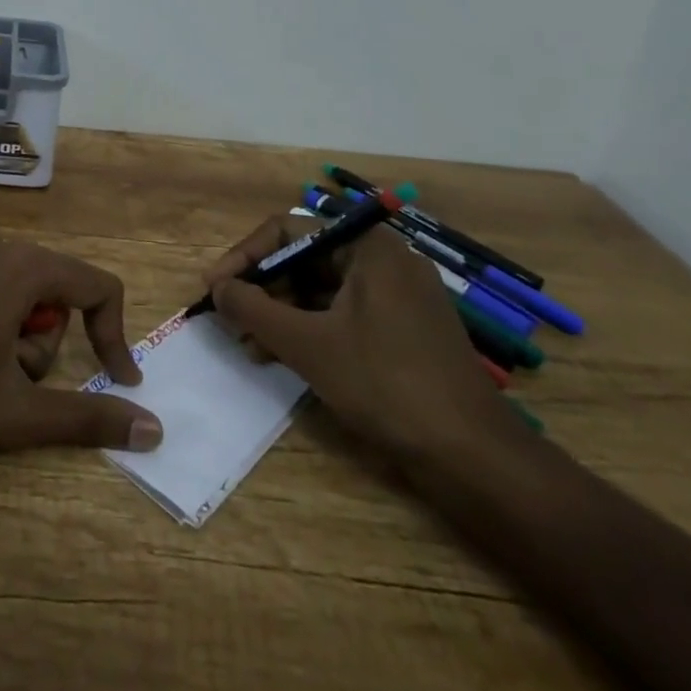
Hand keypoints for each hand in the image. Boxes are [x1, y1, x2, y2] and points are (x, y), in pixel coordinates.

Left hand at [0, 226, 162, 454]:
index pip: (96, 285)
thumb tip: (154, 430)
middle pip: (47, 286)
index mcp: (21, 268)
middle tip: (8, 379)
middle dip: (41, 338)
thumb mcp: (16, 414)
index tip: (114, 378)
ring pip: (5, 280)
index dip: (113, 333)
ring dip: (6, 323)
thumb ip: (88, 418)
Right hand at [204, 219, 521, 466]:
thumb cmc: (387, 385)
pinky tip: (282, 357)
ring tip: (249, 346)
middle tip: (230, 320)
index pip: (287, 230)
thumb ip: (254, 309)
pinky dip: (309, 330)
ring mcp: (398, 297)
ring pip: (320, 291)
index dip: (244, 257)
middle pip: (304, 260)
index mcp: (368, 247)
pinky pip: (342, 315)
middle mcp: (384, 260)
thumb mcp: (307, 345)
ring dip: (280, 314)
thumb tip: (217, 288)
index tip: (214, 287)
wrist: (476, 459)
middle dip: (262, 290)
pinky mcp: (404, 331)